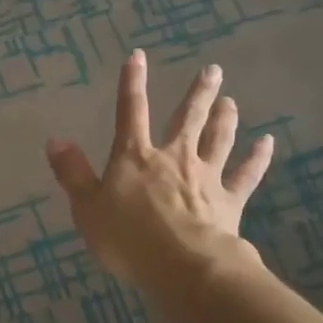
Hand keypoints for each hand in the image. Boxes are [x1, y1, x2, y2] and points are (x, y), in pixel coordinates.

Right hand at [46, 51, 272, 292]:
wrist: (183, 266)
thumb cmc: (127, 238)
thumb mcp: (87, 208)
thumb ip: (72, 173)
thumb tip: (56, 140)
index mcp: (135, 157)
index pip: (131, 112)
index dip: (132, 83)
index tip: (138, 56)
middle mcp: (174, 158)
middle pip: (187, 119)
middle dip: (198, 93)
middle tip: (212, 70)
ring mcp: (205, 177)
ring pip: (218, 140)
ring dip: (224, 118)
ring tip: (230, 100)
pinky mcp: (229, 200)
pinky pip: (246, 175)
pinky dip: (257, 159)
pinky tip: (267, 143)